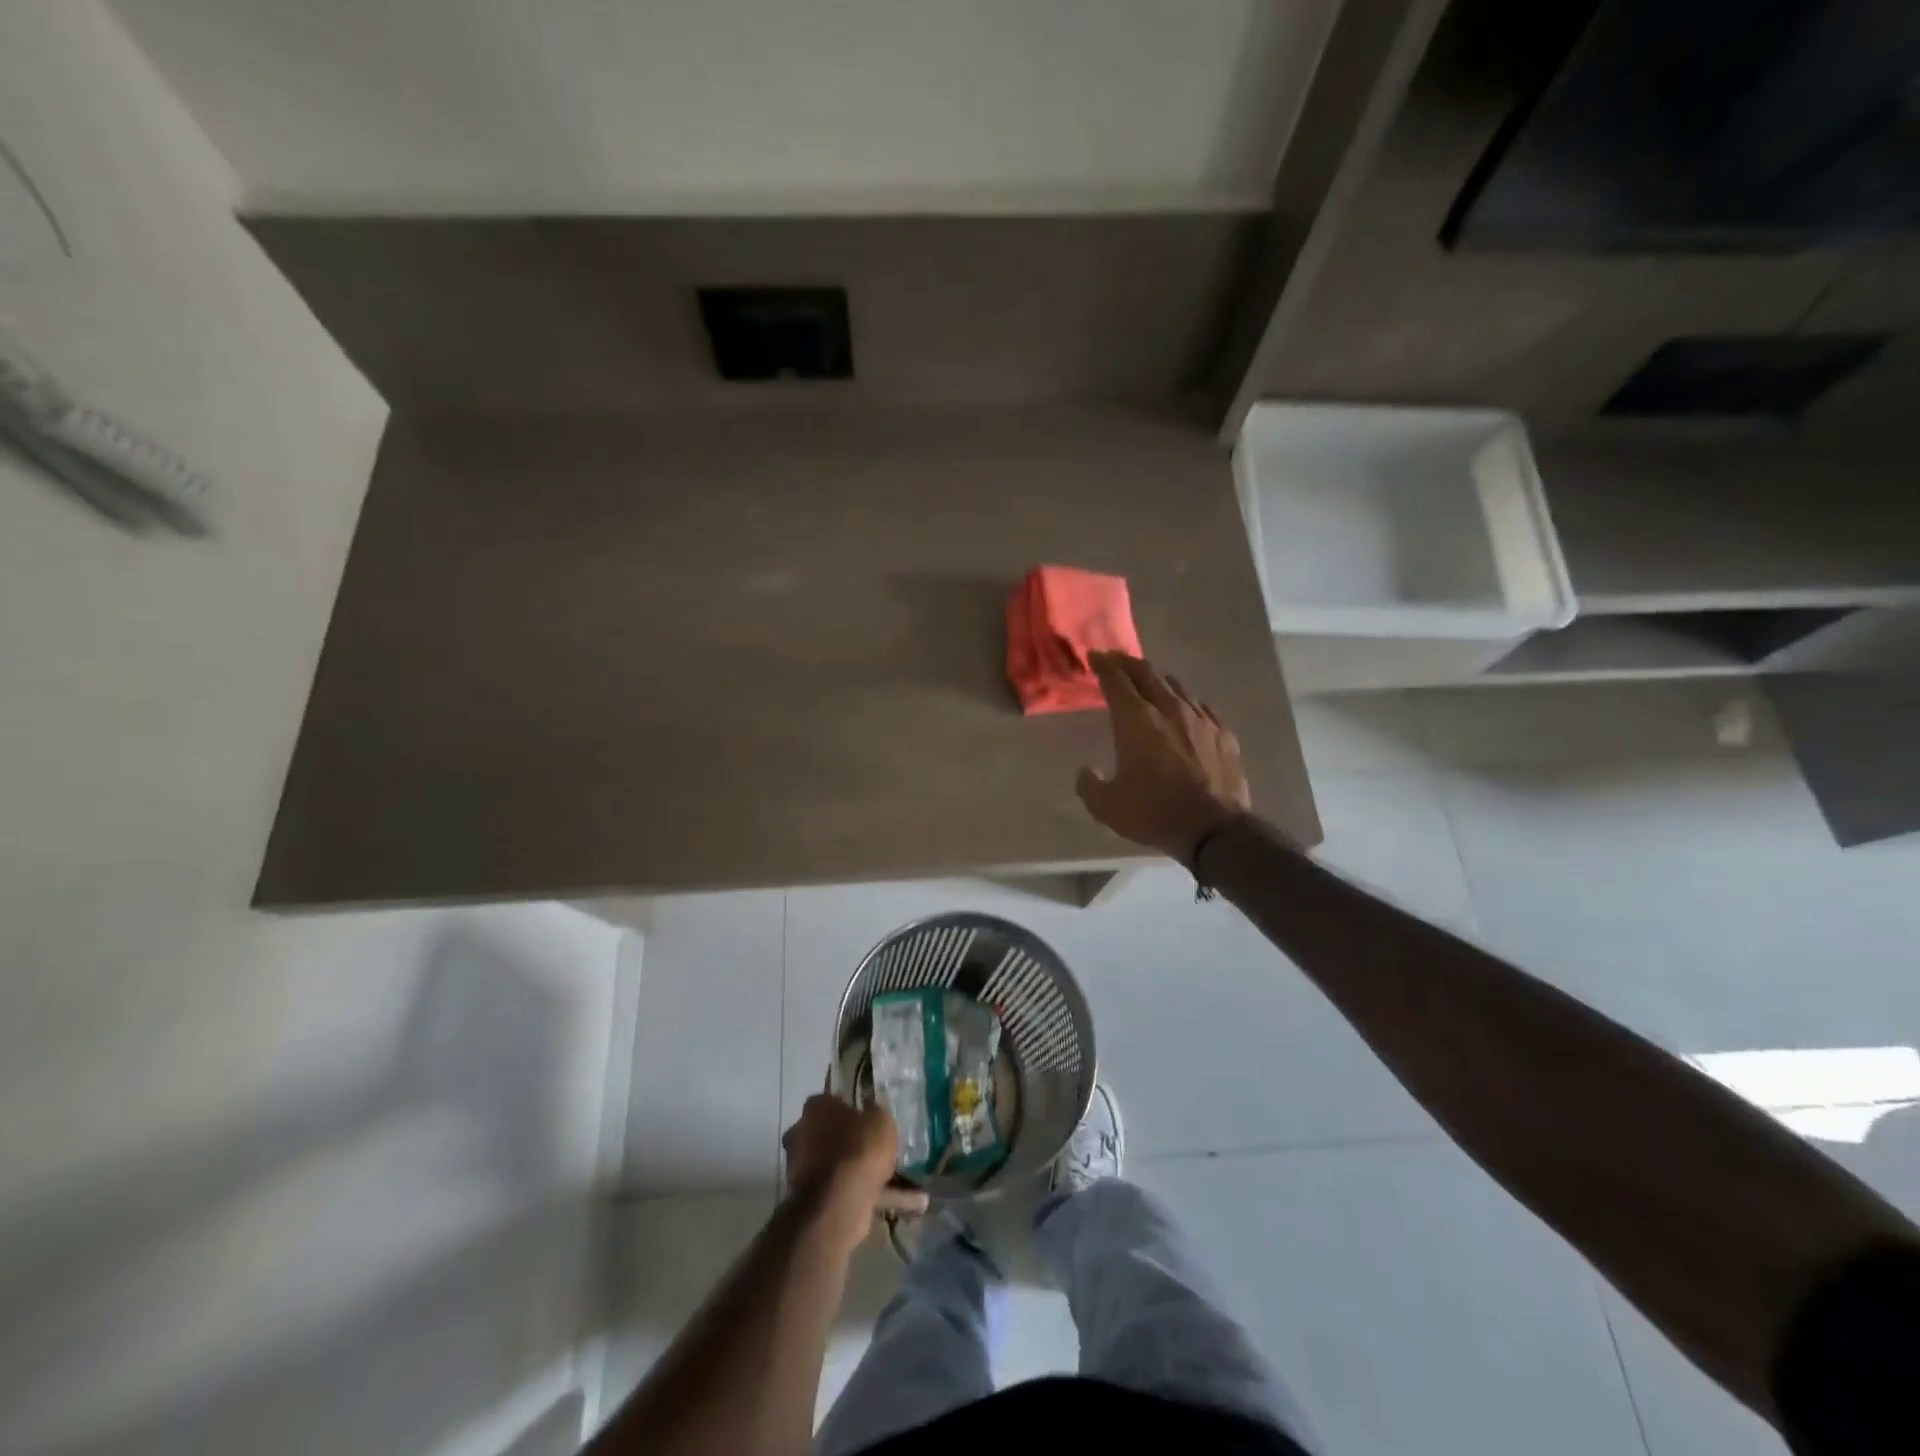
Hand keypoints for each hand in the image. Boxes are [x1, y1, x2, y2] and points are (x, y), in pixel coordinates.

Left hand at [782, 1095, 929, 1252]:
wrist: (837, 1205)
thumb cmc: (857, 1149)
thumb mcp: (880, 1120)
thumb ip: (876, 1114)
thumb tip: (871, 1113)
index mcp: (816, 1110)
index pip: (832, 1101)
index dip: (853, 1107)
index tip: (871, 1115)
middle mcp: (804, 1137)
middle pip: (837, 1135)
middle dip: (861, 1144)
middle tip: (888, 1149)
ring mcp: (808, 1172)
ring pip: (847, 1167)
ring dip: (874, 1175)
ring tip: (914, 1184)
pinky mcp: (820, 1201)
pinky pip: (853, 1192)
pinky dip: (880, 1198)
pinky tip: (913, 1205)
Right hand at [1077, 652, 1252, 862]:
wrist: (1215, 829)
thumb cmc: (1155, 813)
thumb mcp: (1107, 807)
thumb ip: (1089, 785)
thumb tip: (1085, 771)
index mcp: (1136, 721)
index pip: (1116, 681)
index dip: (1103, 665)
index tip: (1094, 657)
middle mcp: (1168, 709)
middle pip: (1146, 674)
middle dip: (1127, 663)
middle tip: (1115, 660)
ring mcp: (1200, 719)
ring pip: (1175, 687)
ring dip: (1156, 680)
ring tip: (1148, 683)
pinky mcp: (1222, 733)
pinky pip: (1200, 707)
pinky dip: (1185, 703)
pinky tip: (1184, 711)